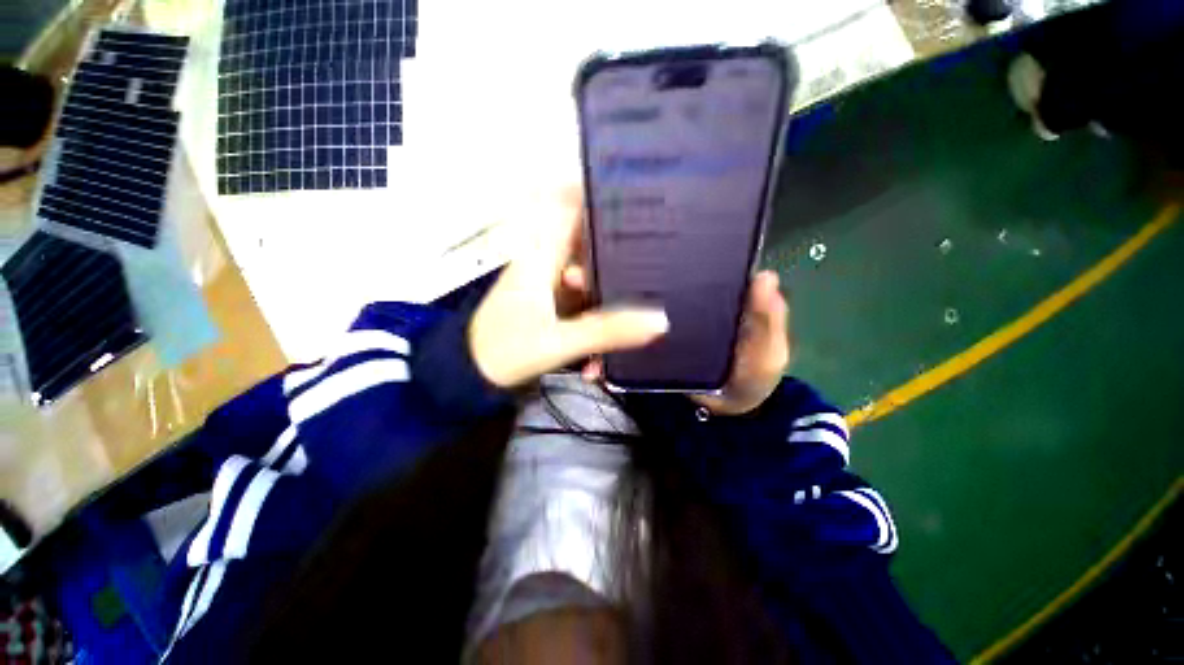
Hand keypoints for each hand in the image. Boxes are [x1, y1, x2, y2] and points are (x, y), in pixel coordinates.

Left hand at [469, 191, 668, 388]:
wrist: (470, 376)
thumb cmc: (505, 351)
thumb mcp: (559, 342)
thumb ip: (607, 331)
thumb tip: (660, 321)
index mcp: (541, 257)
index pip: (569, 210)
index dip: (598, 197)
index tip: (635, 198)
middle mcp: (545, 264)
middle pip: (589, 246)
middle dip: (619, 257)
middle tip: (655, 266)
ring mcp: (548, 287)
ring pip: (588, 279)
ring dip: (609, 299)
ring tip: (636, 319)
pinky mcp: (550, 307)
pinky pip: (580, 304)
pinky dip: (594, 322)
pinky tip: (598, 356)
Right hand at [579, 270, 790, 415]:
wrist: (733, 412)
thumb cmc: (755, 372)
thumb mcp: (768, 346)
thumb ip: (767, 317)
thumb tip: (764, 276)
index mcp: (696, 295)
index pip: (666, 267)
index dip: (643, 254)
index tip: (614, 243)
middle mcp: (667, 307)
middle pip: (630, 289)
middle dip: (600, 280)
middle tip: (574, 276)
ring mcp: (650, 334)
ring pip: (616, 322)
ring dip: (592, 320)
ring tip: (574, 319)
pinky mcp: (641, 360)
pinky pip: (617, 357)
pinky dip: (602, 362)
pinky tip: (590, 370)